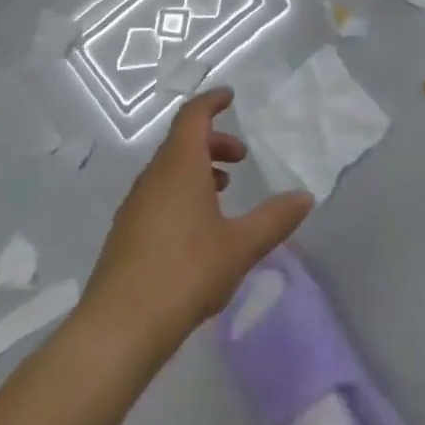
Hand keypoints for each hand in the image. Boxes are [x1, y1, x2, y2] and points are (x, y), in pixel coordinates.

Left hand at [83, 89, 313, 350]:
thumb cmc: (185, 273)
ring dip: (197, 169)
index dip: (211, 102)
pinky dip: (182, 191)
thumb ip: (274, 219)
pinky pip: (158, 193)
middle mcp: (153, 177)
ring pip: (169, 169)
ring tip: (223, 192)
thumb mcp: (240, 246)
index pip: (193, 116)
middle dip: (213, 142)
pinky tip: (197, 228)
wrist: (119, 327)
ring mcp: (135, 205)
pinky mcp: (126, 233)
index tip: (230, 97)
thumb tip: (305, 197)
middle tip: (240, 159)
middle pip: (181, 142)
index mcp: (179, 166)